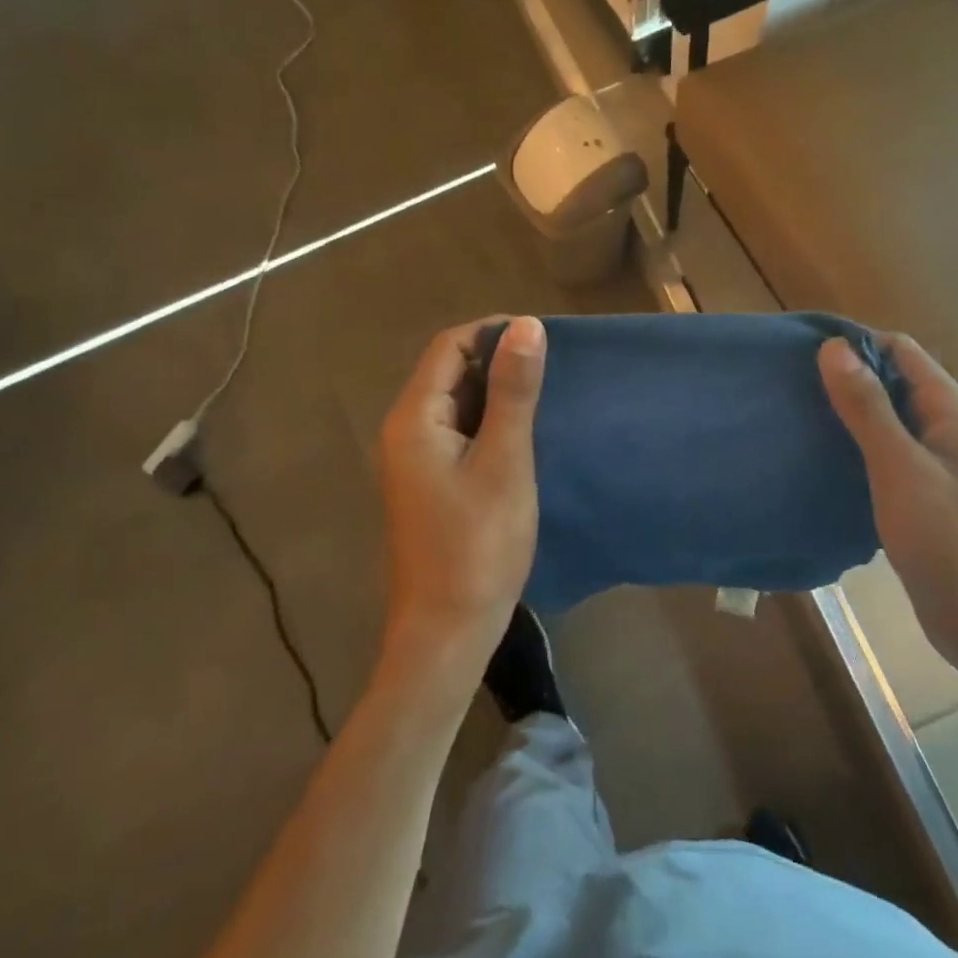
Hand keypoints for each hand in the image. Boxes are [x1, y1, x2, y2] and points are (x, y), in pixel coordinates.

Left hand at [377, 317, 546, 672]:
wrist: (446, 633)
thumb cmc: (478, 545)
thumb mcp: (504, 461)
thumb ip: (513, 391)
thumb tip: (526, 325)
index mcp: (413, 417)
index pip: (449, 346)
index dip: (493, 332)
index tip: (542, 339)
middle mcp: (405, 429)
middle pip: (449, 370)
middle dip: (497, 360)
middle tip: (551, 369)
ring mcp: (415, 458)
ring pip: (456, 402)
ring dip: (496, 392)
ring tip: (545, 396)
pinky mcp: (429, 481)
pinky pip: (458, 431)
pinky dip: (489, 422)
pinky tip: (523, 433)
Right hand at [818, 333, 957, 703]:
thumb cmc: (950, 542)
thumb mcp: (900, 468)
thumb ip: (866, 407)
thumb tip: (833, 346)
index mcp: (952, 409)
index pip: (899, 350)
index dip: (854, 344)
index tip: (801, 353)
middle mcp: (949, 426)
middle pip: (893, 380)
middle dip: (846, 377)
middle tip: (790, 385)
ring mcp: (940, 461)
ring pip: (887, 418)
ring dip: (848, 413)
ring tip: (797, 415)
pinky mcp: (927, 492)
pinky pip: (886, 451)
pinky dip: (856, 446)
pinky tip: (822, 456)